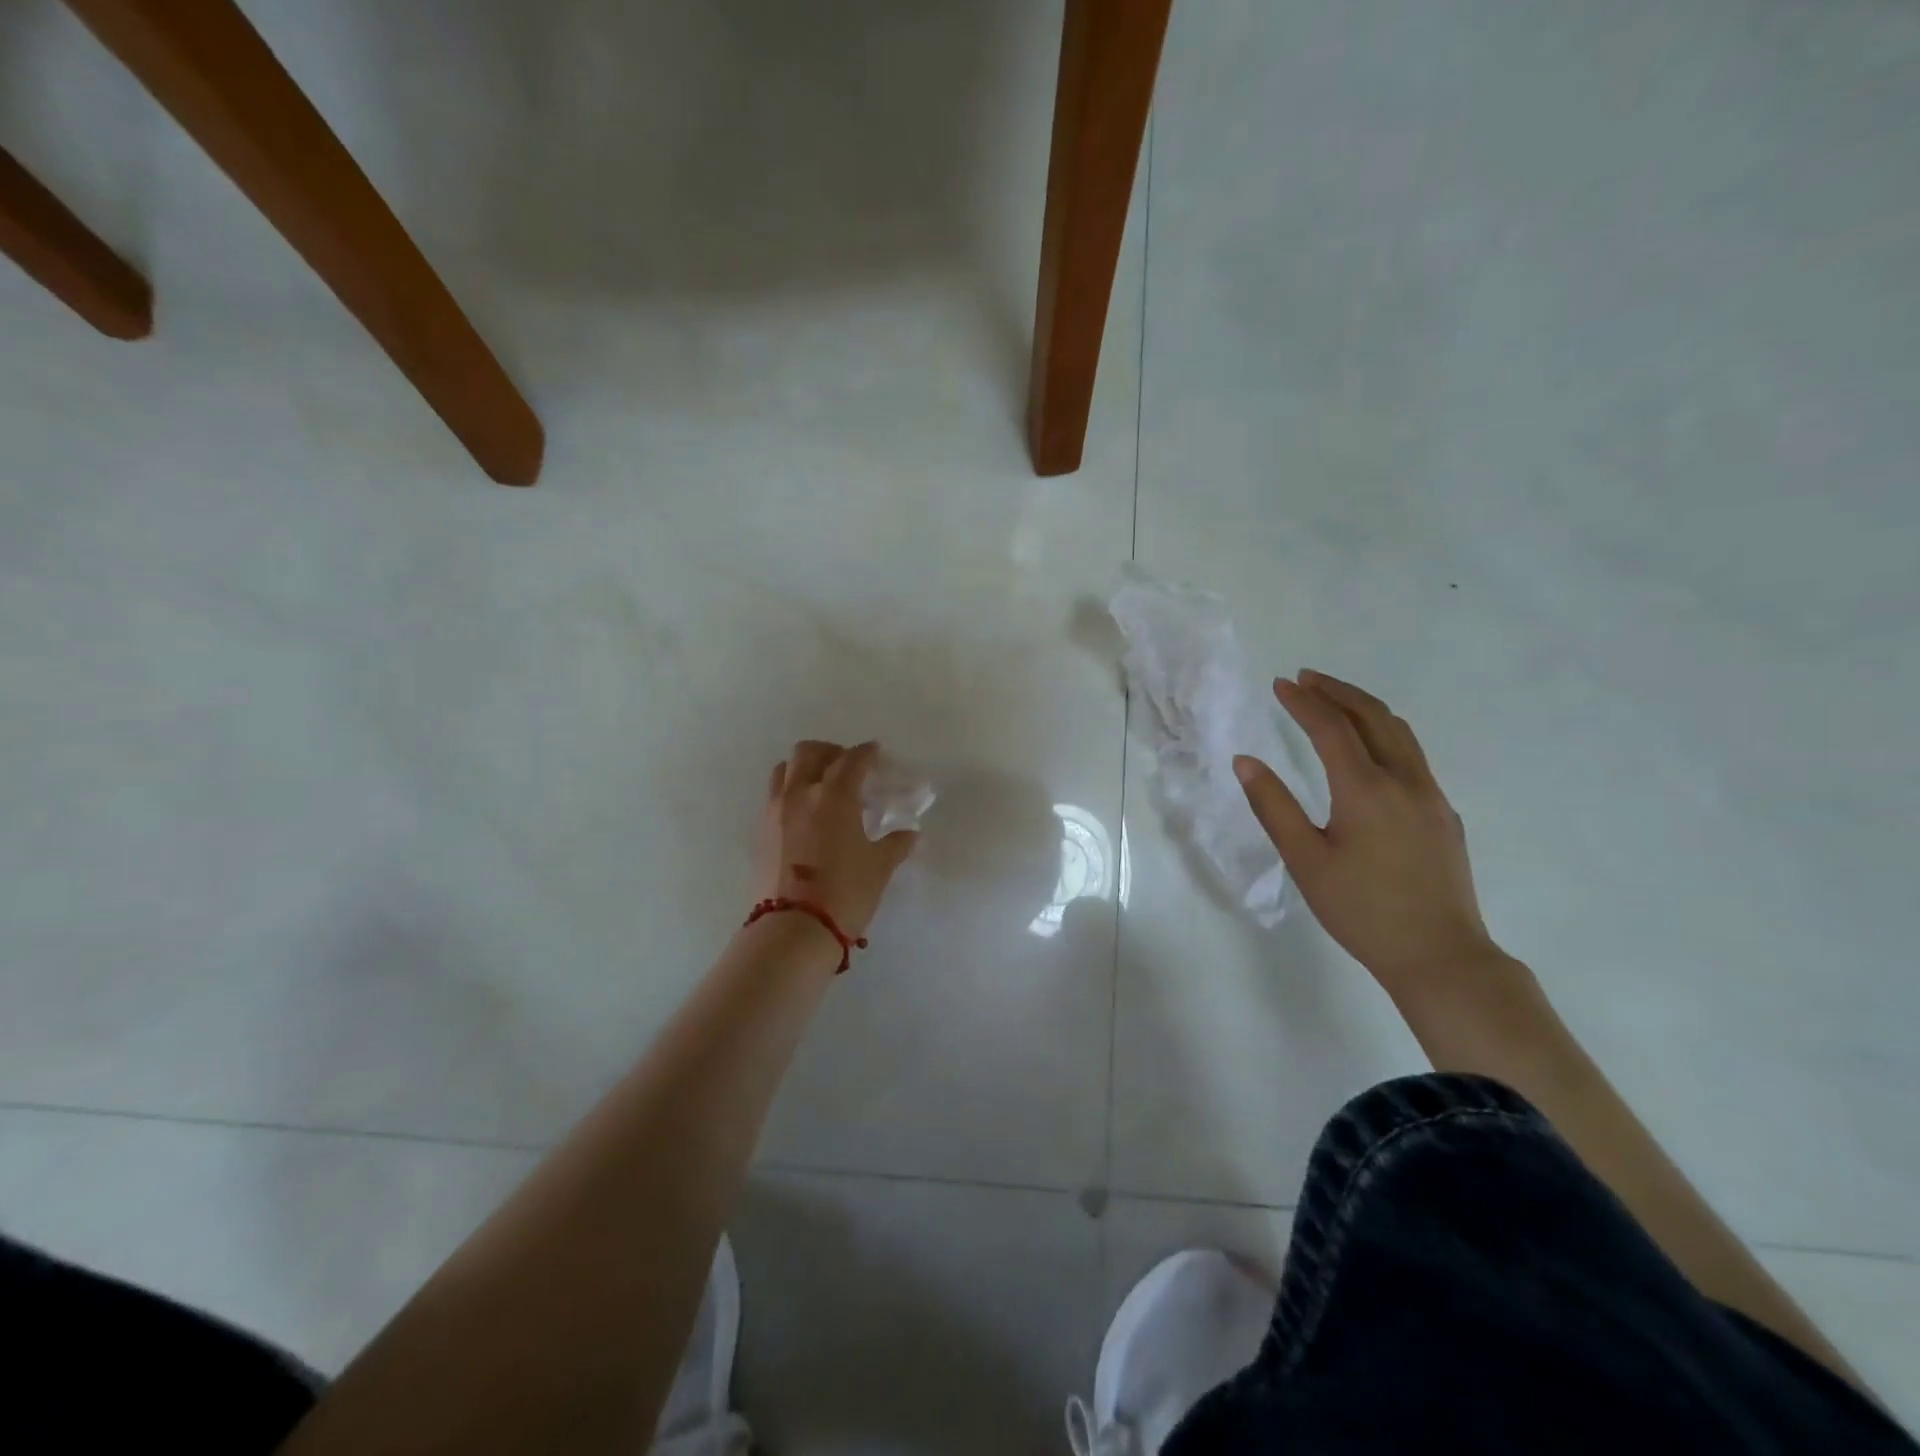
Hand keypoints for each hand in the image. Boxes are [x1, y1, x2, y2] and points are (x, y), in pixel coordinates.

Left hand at [754, 740, 917, 938]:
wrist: (794, 929)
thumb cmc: (846, 893)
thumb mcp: (879, 867)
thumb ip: (895, 844)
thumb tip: (911, 834)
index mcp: (835, 795)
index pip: (853, 759)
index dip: (867, 753)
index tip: (876, 754)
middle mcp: (801, 793)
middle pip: (810, 752)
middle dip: (832, 752)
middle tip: (848, 767)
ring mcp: (776, 810)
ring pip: (785, 769)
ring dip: (805, 768)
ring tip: (821, 785)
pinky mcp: (761, 830)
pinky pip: (775, 795)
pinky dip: (791, 791)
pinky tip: (806, 813)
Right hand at [1234, 671, 1500, 997]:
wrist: (1440, 956)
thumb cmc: (1361, 910)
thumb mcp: (1304, 860)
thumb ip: (1273, 806)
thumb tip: (1245, 761)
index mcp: (1365, 789)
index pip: (1331, 727)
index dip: (1303, 702)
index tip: (1280, 684)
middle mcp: (1405, 781)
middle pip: (1373, 717)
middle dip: (1338, 691)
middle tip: (1306, 679)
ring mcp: (1431, 796)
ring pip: (1400, 733)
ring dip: (1364, 708)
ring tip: (1335, 701)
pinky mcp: (1444, 815)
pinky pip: (1413, 756)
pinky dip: (1384, 734)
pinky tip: (1367, 751)